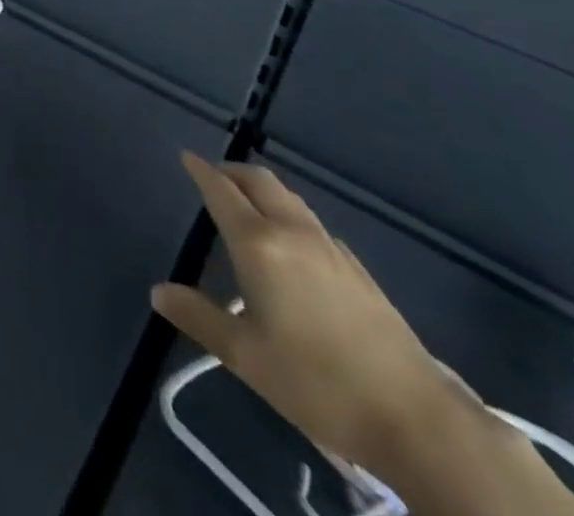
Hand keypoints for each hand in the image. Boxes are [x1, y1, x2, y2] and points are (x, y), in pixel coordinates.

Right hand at [151, 153, 469, 472]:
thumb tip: (158, 291)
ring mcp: (329, 248)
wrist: (415, 417)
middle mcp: (292, 232)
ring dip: (261, 189)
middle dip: (231, 171)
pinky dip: (287, 214)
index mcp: (259, 244)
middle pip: (259, 181)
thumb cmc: (317, 383)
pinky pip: (310, 222)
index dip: (201, 171)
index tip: (185, 156)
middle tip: (212, 176)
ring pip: (288, 198)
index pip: (221, 191)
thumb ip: (199, 317)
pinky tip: (290, 244)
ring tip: (246, 203)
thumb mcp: (246, 356)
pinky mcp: (356, 269)